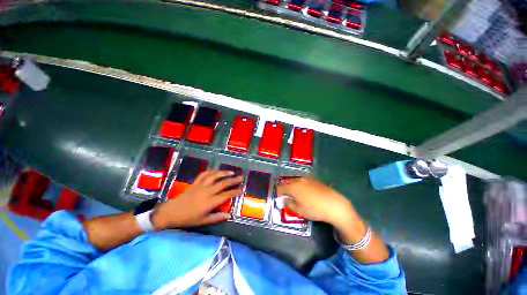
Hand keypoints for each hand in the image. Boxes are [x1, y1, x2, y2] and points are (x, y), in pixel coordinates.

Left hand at [152, 170, 242, 229]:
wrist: (171, 212)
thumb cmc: (188, 218)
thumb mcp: (203, 221)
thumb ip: (217, 217)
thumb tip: (229, 215)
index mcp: (210, 202)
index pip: (226, 195)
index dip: (235, 192)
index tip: (241, 189)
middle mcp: (207, 191)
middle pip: (223, 183)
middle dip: (233, 180)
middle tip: (241, 177)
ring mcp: (201, 185)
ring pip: (215, 176)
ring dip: (224, 173)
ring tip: (231, 172)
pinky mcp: (195, 183)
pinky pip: (204, 174)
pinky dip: (211, 171)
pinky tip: (216, 170)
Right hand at [276, 178, 355, 226]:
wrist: (334, 205)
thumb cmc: (314, 209)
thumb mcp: (299, 210)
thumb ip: (288, 204)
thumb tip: (283, 200)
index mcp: (292, 187)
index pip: (280, 187)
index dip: (277, 193)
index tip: (277, 198)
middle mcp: (298, 180)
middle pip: (286, 183)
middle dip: (284, 189)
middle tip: (284, 197)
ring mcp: (306, 179)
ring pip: (294, 181)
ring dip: (291, 186)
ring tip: (294, 195)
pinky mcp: (313, 180)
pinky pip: (302, 181)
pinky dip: (299, 185)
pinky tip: (304, 192)